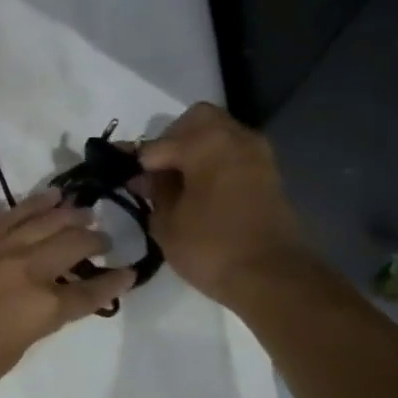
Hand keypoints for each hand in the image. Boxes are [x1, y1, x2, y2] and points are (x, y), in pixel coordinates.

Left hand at [0, 192, 133, 397]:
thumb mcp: (12, 352)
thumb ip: (34, 322)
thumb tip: (43, 304)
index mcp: (43, 308)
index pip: (89, 291)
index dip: (113, 283)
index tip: (129, 272)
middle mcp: (26, 270)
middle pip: (71, 245)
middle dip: (93, 239)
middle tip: (103, 237)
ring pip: (41, 221)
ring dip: (66, 213)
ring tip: (82, 208)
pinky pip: (7, 217)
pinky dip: (30, 205)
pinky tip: (44, 199)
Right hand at [139, 102, 312, 304]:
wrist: (272, 277)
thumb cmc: (210, 247)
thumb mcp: (166, 223)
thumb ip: (154, 192)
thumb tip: (145, 177)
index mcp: (206, 143)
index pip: (158, 144)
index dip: (137, 162)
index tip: (125, 179)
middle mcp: (235, 138)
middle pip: (197, 121)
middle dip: (173, 140)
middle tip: (157, 172)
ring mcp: (258, 156)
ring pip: (219, 135)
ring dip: (196, 152)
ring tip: (177, 184)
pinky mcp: (269, 176)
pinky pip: (234, 155)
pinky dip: (214, 164)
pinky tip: (200, 192)